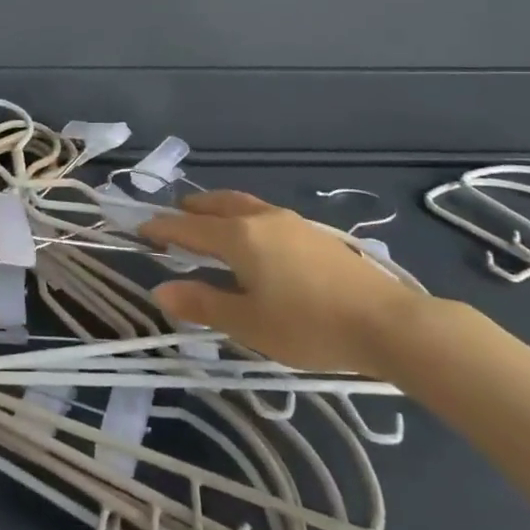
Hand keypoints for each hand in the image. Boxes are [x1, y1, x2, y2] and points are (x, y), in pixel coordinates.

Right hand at [140, 191, 425, 376]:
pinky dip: (243, 217)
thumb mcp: (249, 323)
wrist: (389, 323)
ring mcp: (292, 222)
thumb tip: (160, 289)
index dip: (162, 228)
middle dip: (191, 210)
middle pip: (217, 204)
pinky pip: (264, 214)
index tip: (140, 228)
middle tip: (174, 219)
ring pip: (243, 205)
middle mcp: (261, 218)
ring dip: (219, 210)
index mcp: (239, 236)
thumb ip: (203, 304)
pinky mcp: (315, 234)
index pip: (188, 227)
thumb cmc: (309, 325)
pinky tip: (254, 240)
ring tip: (210, 223)